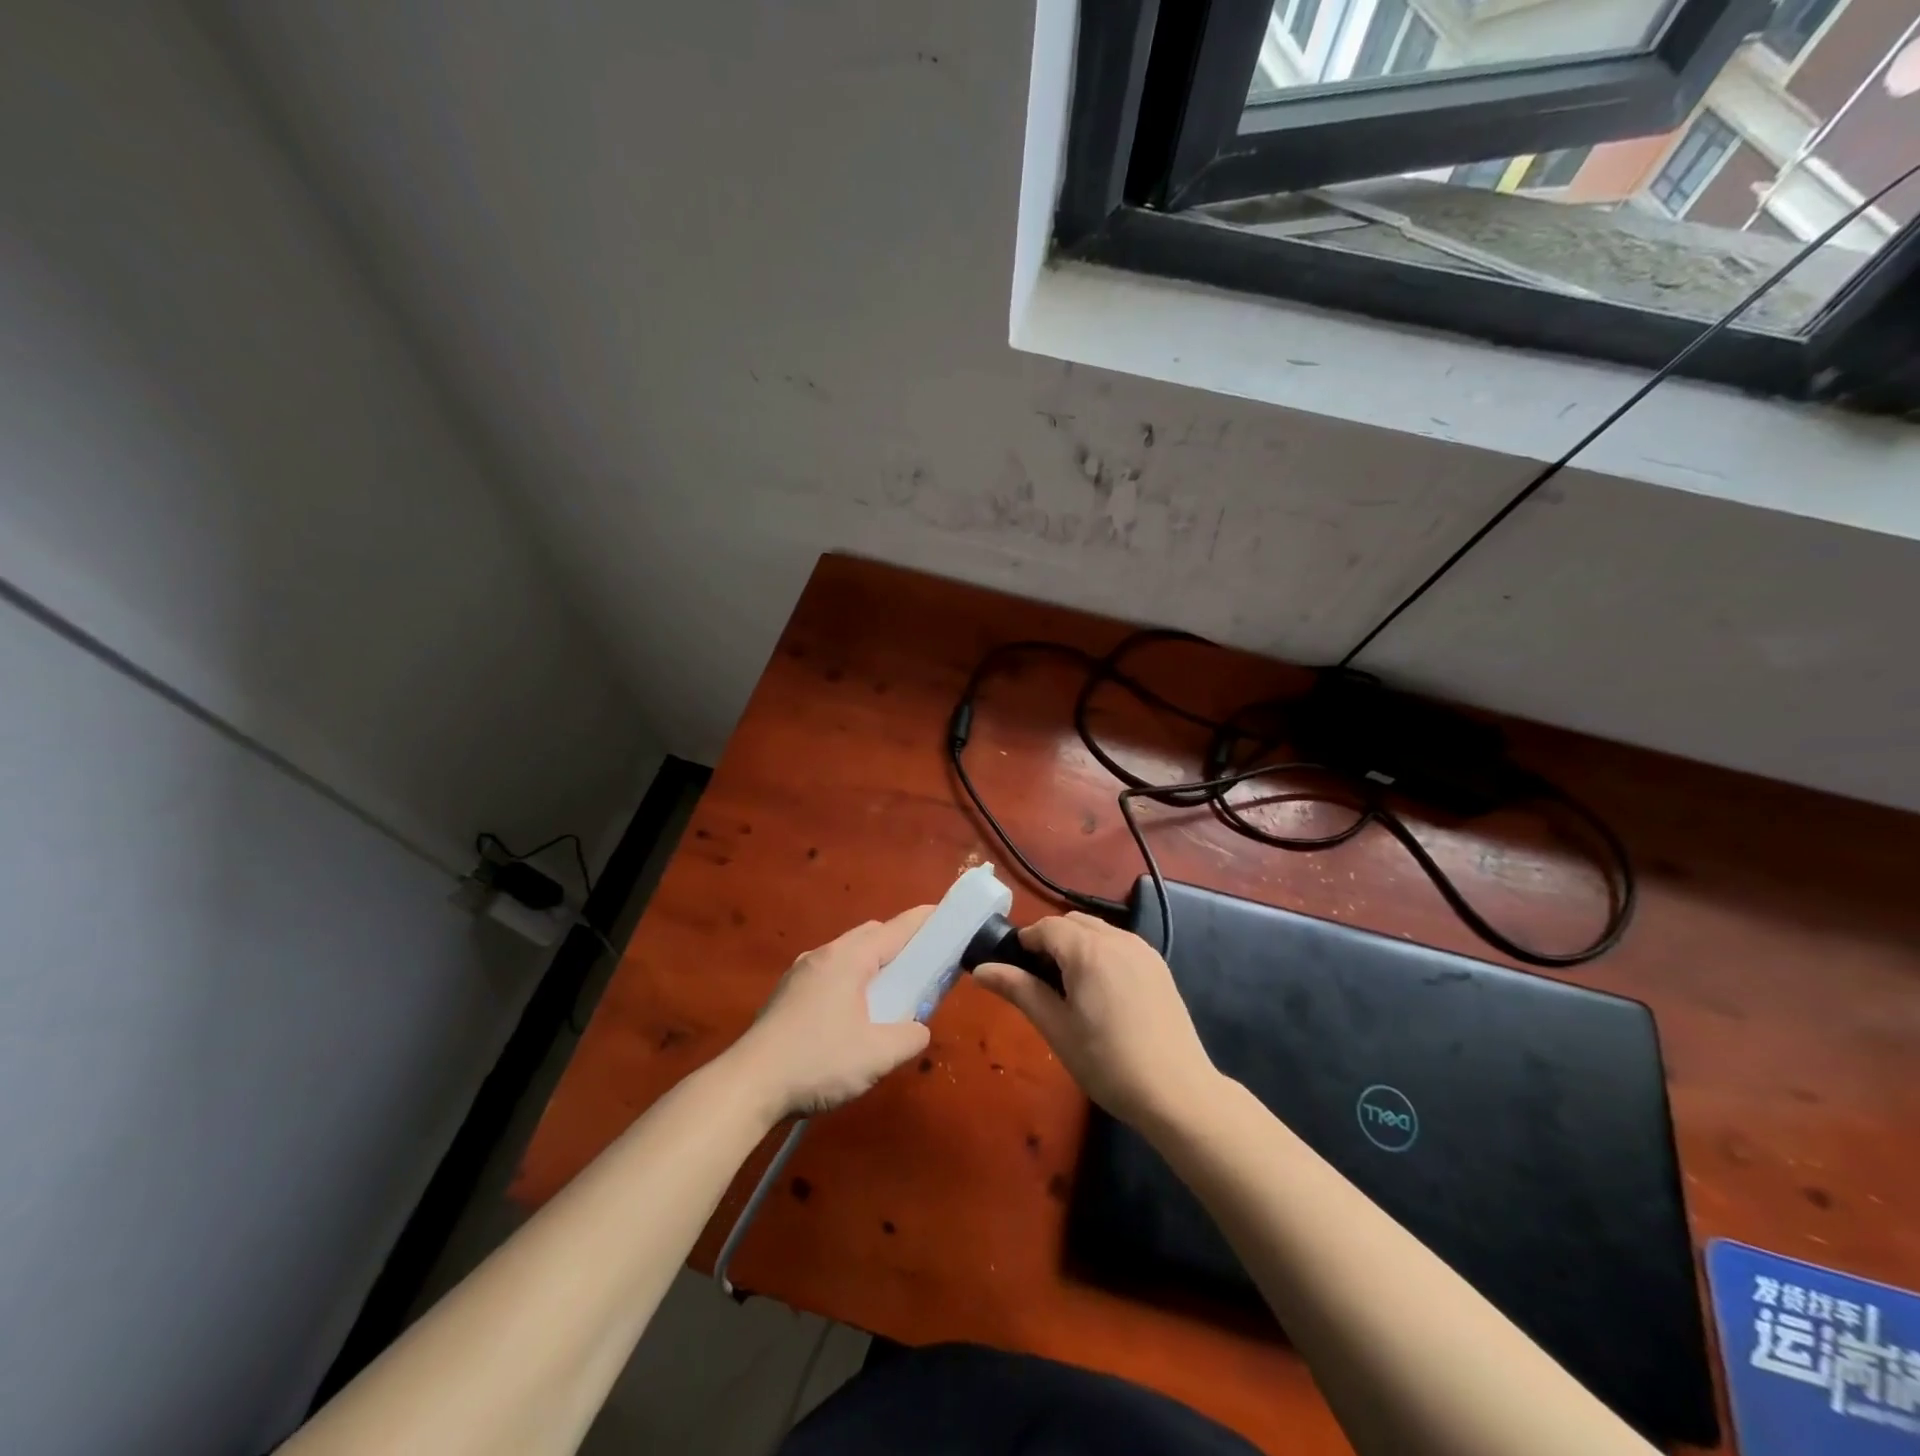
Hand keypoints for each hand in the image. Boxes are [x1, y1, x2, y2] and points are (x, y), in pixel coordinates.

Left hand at [730, 907, 933, 1118]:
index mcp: (848, 958)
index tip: (948, 916)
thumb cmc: (817, 1062)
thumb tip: (918, 1028)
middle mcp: (823, 954)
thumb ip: (910, 1036)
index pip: (896, 928)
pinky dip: (851, 980)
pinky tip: (852, 1015)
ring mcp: (800, 972)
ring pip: (847, 955)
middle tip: (922, 968)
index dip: (925, 921)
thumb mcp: (877, 1055)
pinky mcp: (787, 994)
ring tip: (890, 995)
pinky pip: (829, 973)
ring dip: (873, 965)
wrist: (747, 1086)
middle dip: (899, 944)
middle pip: (870, 935)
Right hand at [974, 912, 1219, 1130]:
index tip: (1016, 973)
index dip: (1026, 944)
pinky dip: (1101, 953)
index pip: (1046, 927)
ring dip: (1077, 945)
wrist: (1177, 1093)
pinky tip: (1103, 994)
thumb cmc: (1107, 1063)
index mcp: (1088, 949)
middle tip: (1042, 984)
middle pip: (1072, 922)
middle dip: (1051, 942)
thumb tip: (981, 970)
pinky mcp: (1159, 966)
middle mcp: (1117, 939)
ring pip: (1097, 930)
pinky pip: (1120, 944)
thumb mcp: (1056, 1027)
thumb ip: (1019, 990)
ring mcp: (1142, 950)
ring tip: (1072, 990)